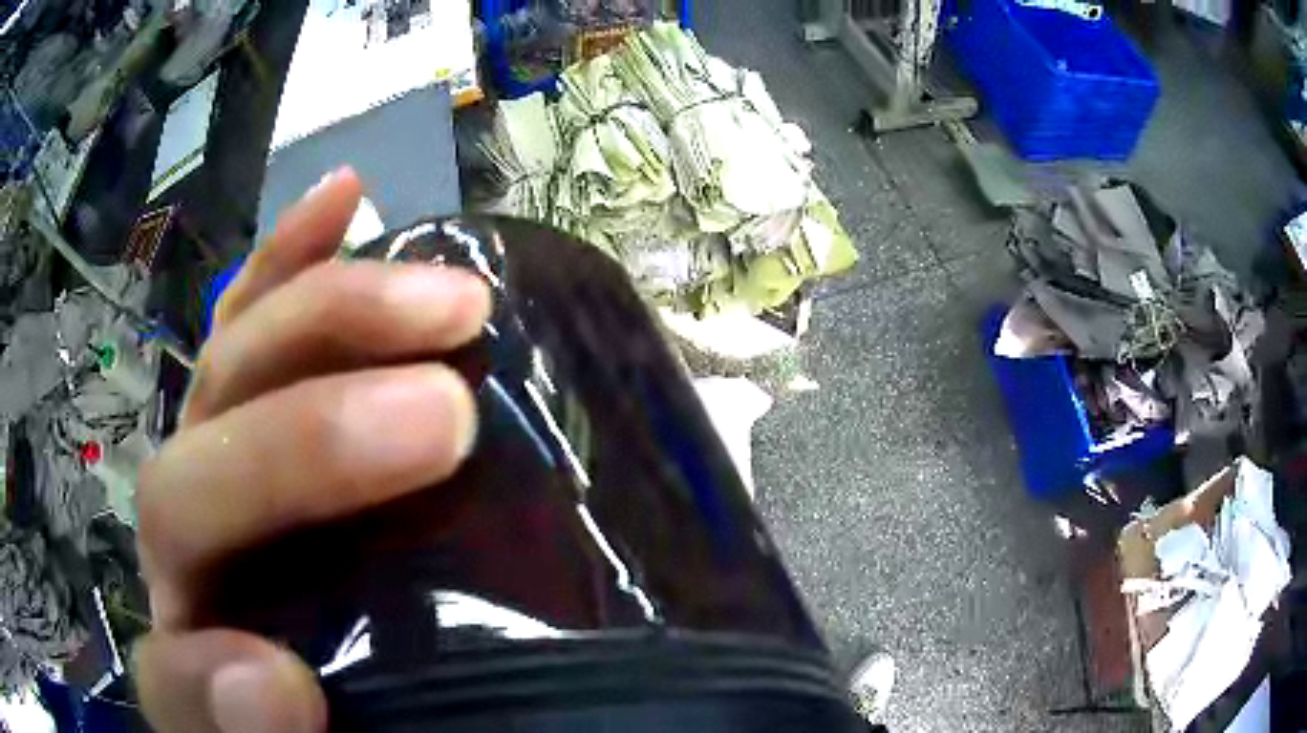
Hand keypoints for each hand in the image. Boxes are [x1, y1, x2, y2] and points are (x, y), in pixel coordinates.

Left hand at [133, 168, 490, 732]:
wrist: (329, 691)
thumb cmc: (328, 720)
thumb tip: (270, 690)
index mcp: (202, 667)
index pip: (175, 667)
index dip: (216, 678)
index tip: (288, 685)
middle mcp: (192, 562)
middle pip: (198, 477)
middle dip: (304, 444)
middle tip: (448, 416)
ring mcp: (224, 470)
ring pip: (233, 372)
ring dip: (329, 318)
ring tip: (443, 293)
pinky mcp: (263, 418)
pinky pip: (255, 320)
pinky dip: (292, 258)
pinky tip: (348, 200)